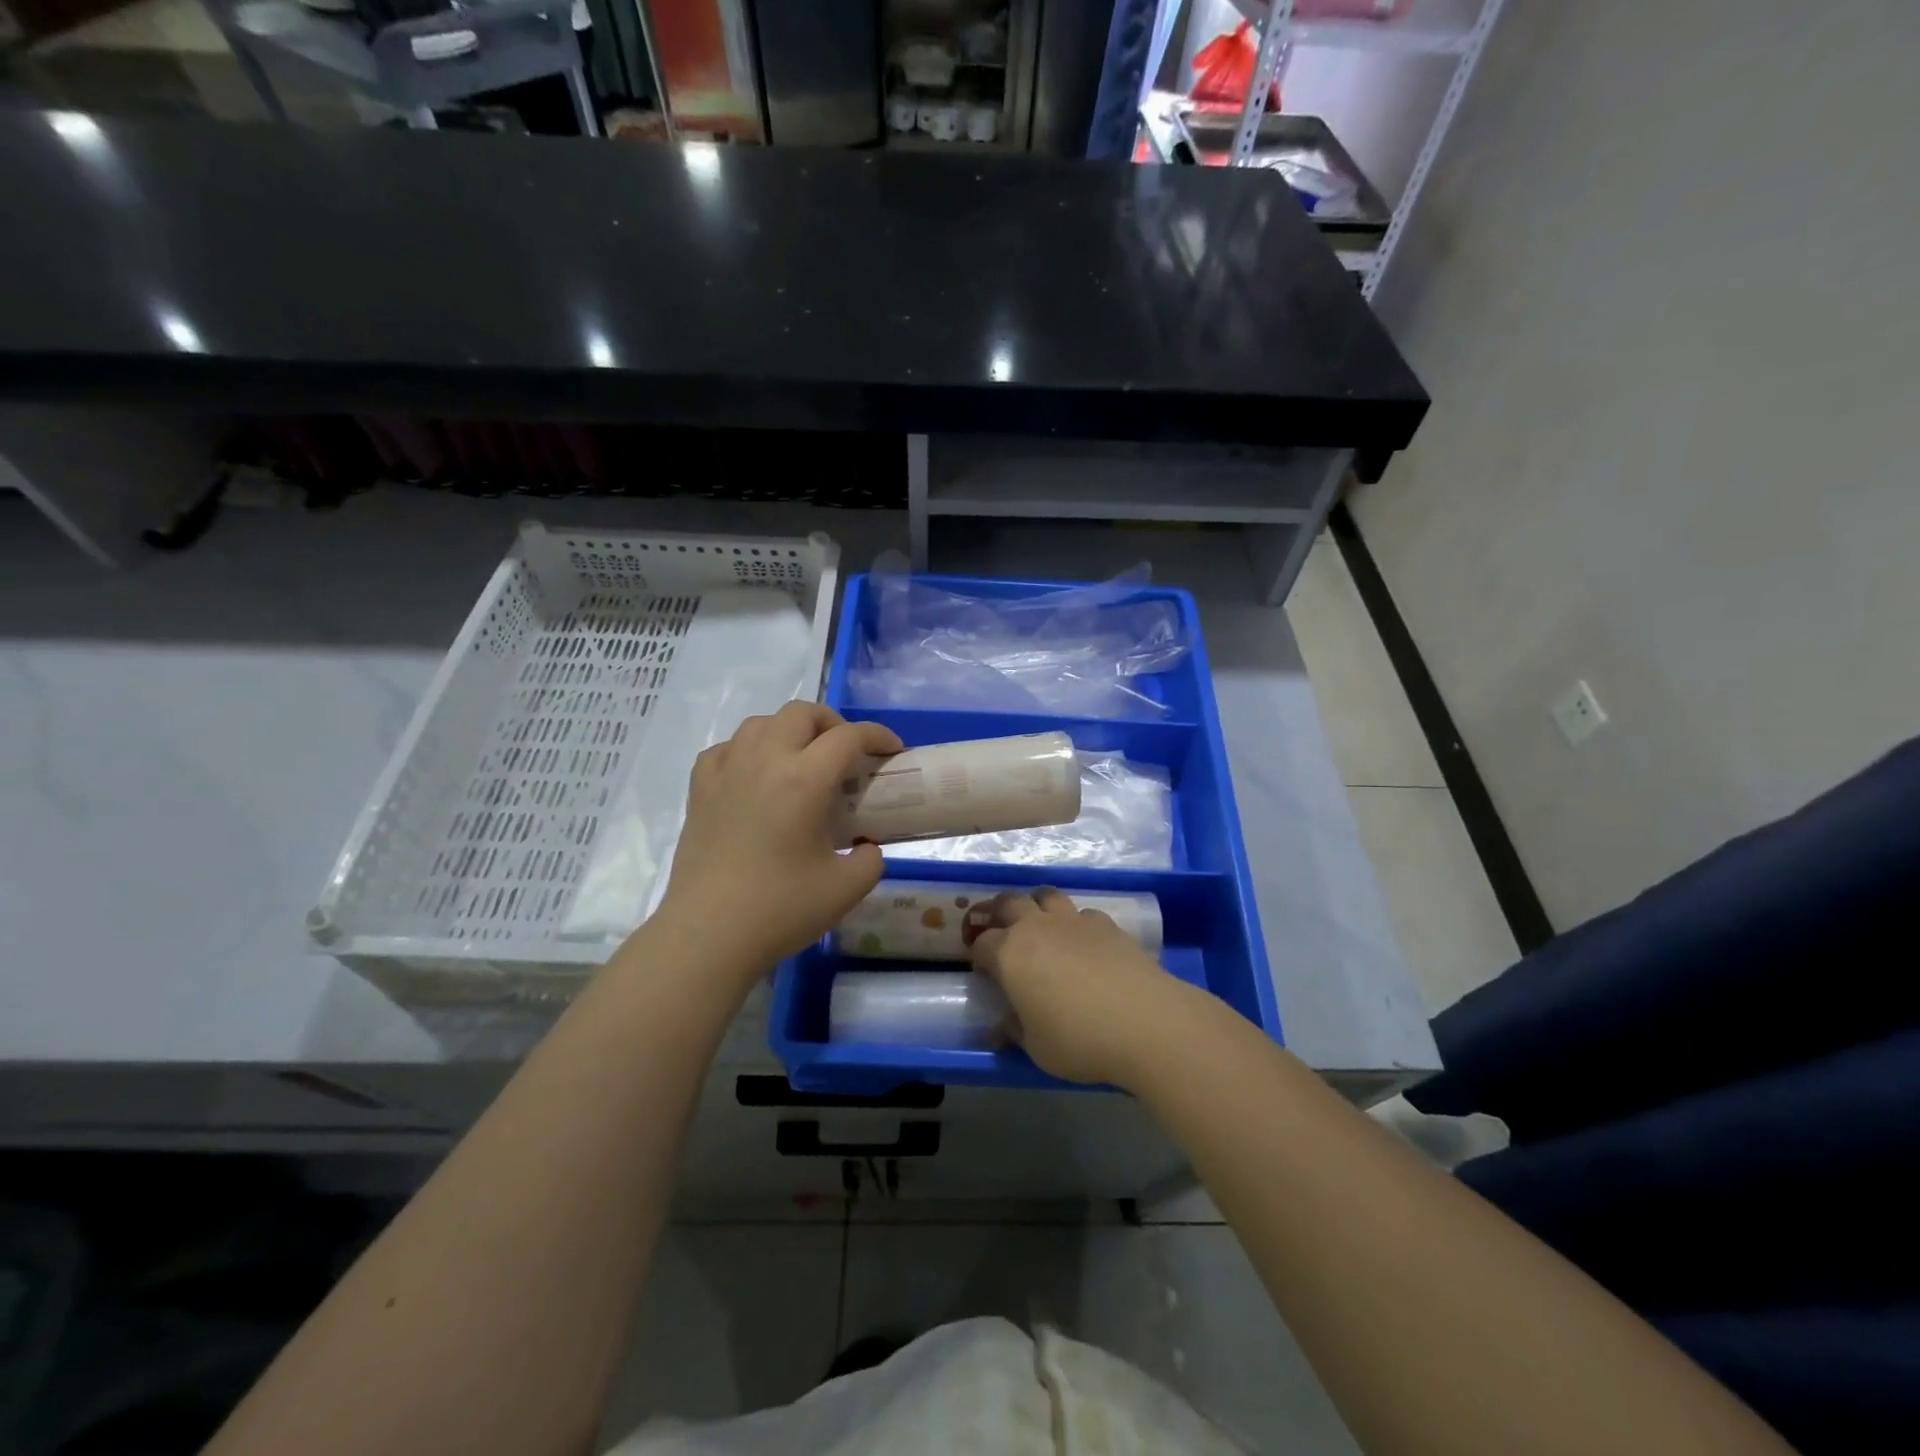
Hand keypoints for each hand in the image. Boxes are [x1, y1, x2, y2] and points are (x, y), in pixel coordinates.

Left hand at [654, 702, 903, 984]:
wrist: (709, 935)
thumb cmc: (781, 909)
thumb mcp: (847, 888)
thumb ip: (870, 859)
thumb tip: (866, 847)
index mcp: (805, 779)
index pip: (849, 737)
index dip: (878, 736)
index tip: (892, 751)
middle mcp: (764, 761)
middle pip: (802, 713)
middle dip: (833, 723)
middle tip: (847, 754)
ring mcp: (727, 772)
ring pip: (761, 723)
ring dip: (789, 731)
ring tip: (802, 760)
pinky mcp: (699, 790)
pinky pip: (726, 748)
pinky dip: (748, 750)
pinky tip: (756, 775)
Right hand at [968, 888, 1186, 1086]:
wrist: (1145, 1022)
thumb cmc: (1079, 1039)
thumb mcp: (1036, 1047)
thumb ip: (1015, 1031)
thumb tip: (1001, 1027)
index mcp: (1010, 954)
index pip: (982, 943)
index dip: (977, 954)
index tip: (981, 969)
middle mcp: (1037, 927)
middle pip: (1008, 903)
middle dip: (997, 912)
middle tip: (997, 928)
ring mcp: (1073, 920)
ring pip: (1046, 895)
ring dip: (1036, 905)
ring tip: (1038, 922)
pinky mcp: (1106, 924)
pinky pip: (1082, 913)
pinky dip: (1075, 922)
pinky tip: (1082, 941)